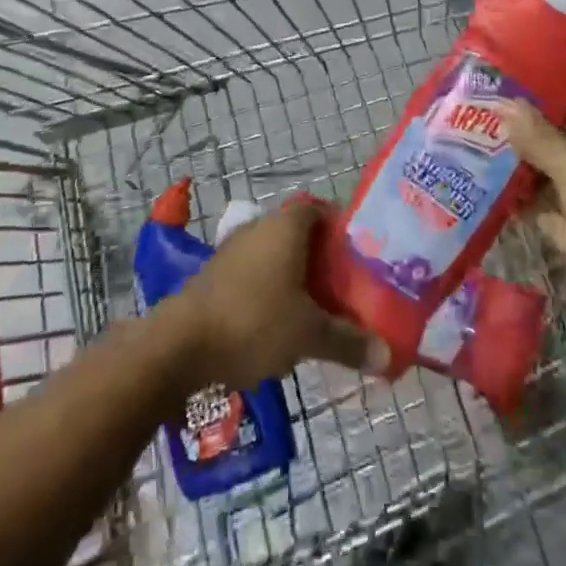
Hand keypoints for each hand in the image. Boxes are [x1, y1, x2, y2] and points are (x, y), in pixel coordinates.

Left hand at [159, 200, 389, 389]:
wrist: (179, 347)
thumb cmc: (253, 323)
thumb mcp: (308, 335)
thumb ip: (348, 341)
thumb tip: (387, 356)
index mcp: (286, 226)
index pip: (320, 209)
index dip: (341, 230)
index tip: (358, 258)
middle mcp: (259, 228)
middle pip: (299, 234)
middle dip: (322, 261)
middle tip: (345, 290)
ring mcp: (233, 251)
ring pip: (275, 257)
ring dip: (295, 279)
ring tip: (317, 312)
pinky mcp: (215, 277)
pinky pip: (254, 276)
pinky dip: (270, 292)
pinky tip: (279, 326)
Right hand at [503, 103, 565, 326]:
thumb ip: (537, 137)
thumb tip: (505, 103)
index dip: (547, 102)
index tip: (507, 95)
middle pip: (565, 141)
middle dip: (528, 137)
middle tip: (482, 122)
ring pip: (554, 175)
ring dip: (522, 169)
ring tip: (476, 151)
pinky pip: (548, 207)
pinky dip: (524, 201)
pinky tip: (487, 188)